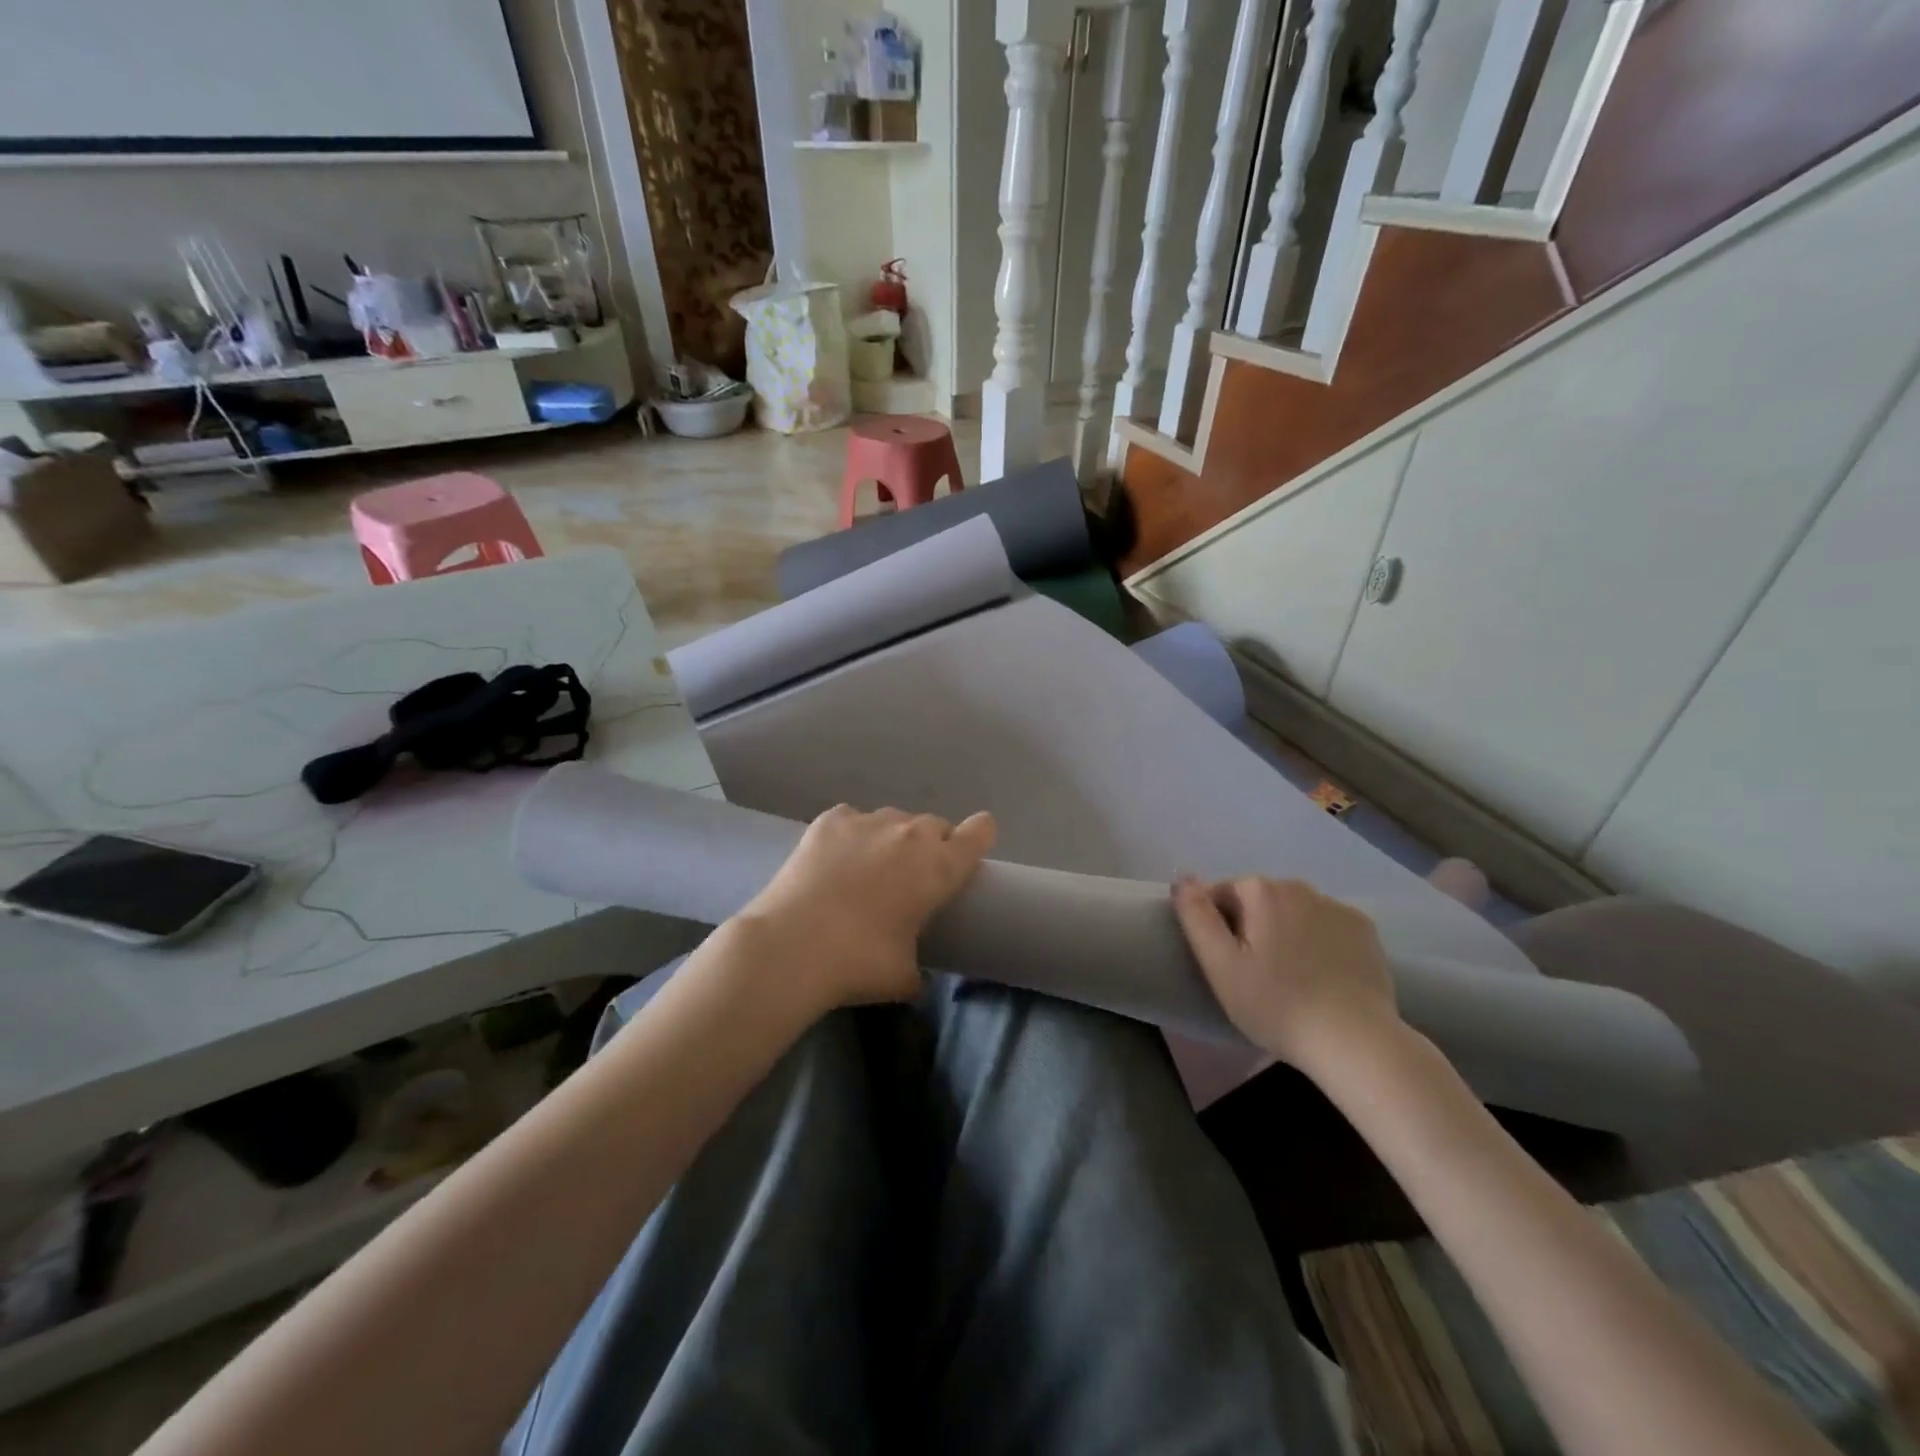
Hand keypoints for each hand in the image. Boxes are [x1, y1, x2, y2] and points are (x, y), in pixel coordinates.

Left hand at [737, 805, 996, 1011]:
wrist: (794, 946)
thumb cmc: (860, 962)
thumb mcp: (905, 976)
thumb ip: (919, 968)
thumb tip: (914, 976)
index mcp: (939, 866)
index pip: (979, 832)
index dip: (979, 837)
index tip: (970, 853)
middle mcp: (910, 834)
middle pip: (935, 824)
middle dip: (932, 845)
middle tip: (914, 876)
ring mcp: (868, 821)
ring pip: (894, 819)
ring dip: (892, 839)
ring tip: (871, 868)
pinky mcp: (830, 820)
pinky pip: (853, 819)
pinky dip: (851, 834)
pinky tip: (836, 859)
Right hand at [1172, 876, 1399, 1074]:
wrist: (1355, 1042)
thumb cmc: (1276, 1004)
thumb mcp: (1220, 965)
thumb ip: (1195, 915)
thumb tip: (1182, 877)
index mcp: (1261, 891)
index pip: (1221, 894)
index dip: (1216, 927)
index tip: (1225, 963)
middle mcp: (1300, 886)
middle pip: (1259, 900)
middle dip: (1251, 926)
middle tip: (1254, 974)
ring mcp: (1337, 906)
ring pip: (1294, 911)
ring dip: (1285, 931)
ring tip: (1289, 977)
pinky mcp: (1365, 929)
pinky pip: (1326, 926)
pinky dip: (1318, 941)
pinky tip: (1322, 976)